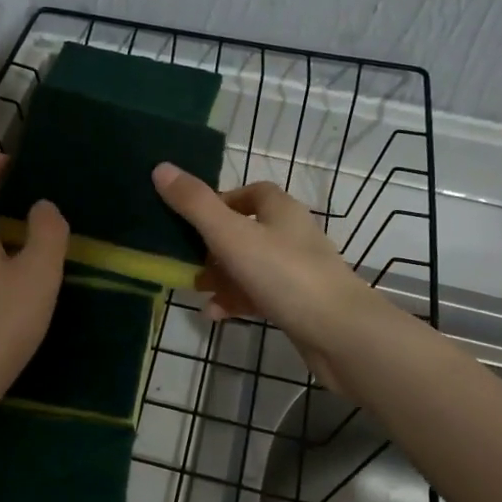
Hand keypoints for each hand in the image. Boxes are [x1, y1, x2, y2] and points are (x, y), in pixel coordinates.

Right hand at [151, 163, 381, 391]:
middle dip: (212, 245)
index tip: (191, 218)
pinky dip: (236, 300)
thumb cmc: (285, 274)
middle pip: (245, 230)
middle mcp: (291, 234)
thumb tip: (161, 168)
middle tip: (185, 259)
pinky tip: (215, 314)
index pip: (250, 192)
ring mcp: (297, 270)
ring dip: (220, 276)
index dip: (220, 201)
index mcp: (280, 210)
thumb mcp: (231, 235)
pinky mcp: (298, 303)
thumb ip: (195, 204)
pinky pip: (259, 294)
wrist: (341, 334)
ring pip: (249, 265)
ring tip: (195, 289)